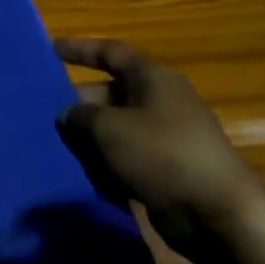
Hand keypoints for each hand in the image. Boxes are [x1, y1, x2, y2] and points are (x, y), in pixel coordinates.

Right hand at [54, 38, 264, 258]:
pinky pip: (129, 157)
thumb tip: (69, 114)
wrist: (216, 214)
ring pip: (117, 128)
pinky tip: (87, 176)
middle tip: (47, 116)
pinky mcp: (169, 169)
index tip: (50, 49)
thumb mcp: (108, 128)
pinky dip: (108, 163)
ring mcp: (168, 137)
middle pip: (111, 93)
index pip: (111, 53)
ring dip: (91, 139)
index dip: (80, 49)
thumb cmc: (161, 154)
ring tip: (59, 149)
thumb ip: (80, 115)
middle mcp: (162, 101)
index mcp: (153, 79)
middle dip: (80, 104)